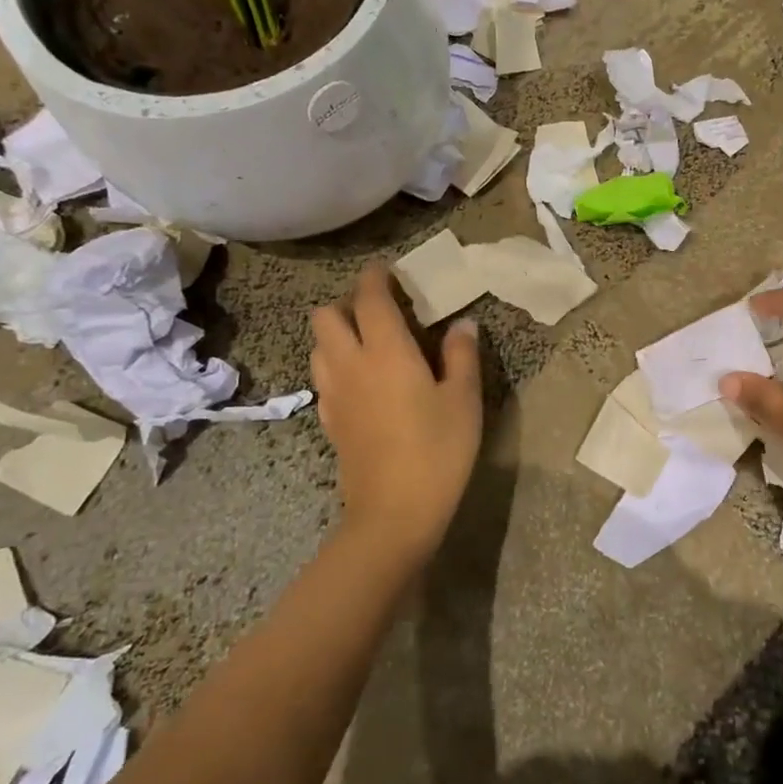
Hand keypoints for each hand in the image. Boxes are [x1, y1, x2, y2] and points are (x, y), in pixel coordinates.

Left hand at [310, 263, 482, 559]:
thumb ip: (461, 356)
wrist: (394, 512)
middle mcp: (350, 364)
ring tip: (370, 343)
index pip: (369, 298)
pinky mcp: (330, 420)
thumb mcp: (464, 400)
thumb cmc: (438, 450)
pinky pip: (324, 377)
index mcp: (386, 351)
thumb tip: (463, 324)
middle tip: (379, 312)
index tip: (387, 271)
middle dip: (347, 303)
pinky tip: (363, 382)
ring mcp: (334, 394)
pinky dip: (337, 365)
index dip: (375, 278)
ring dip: (337, 333)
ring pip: (318, 345)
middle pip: (326, 316)